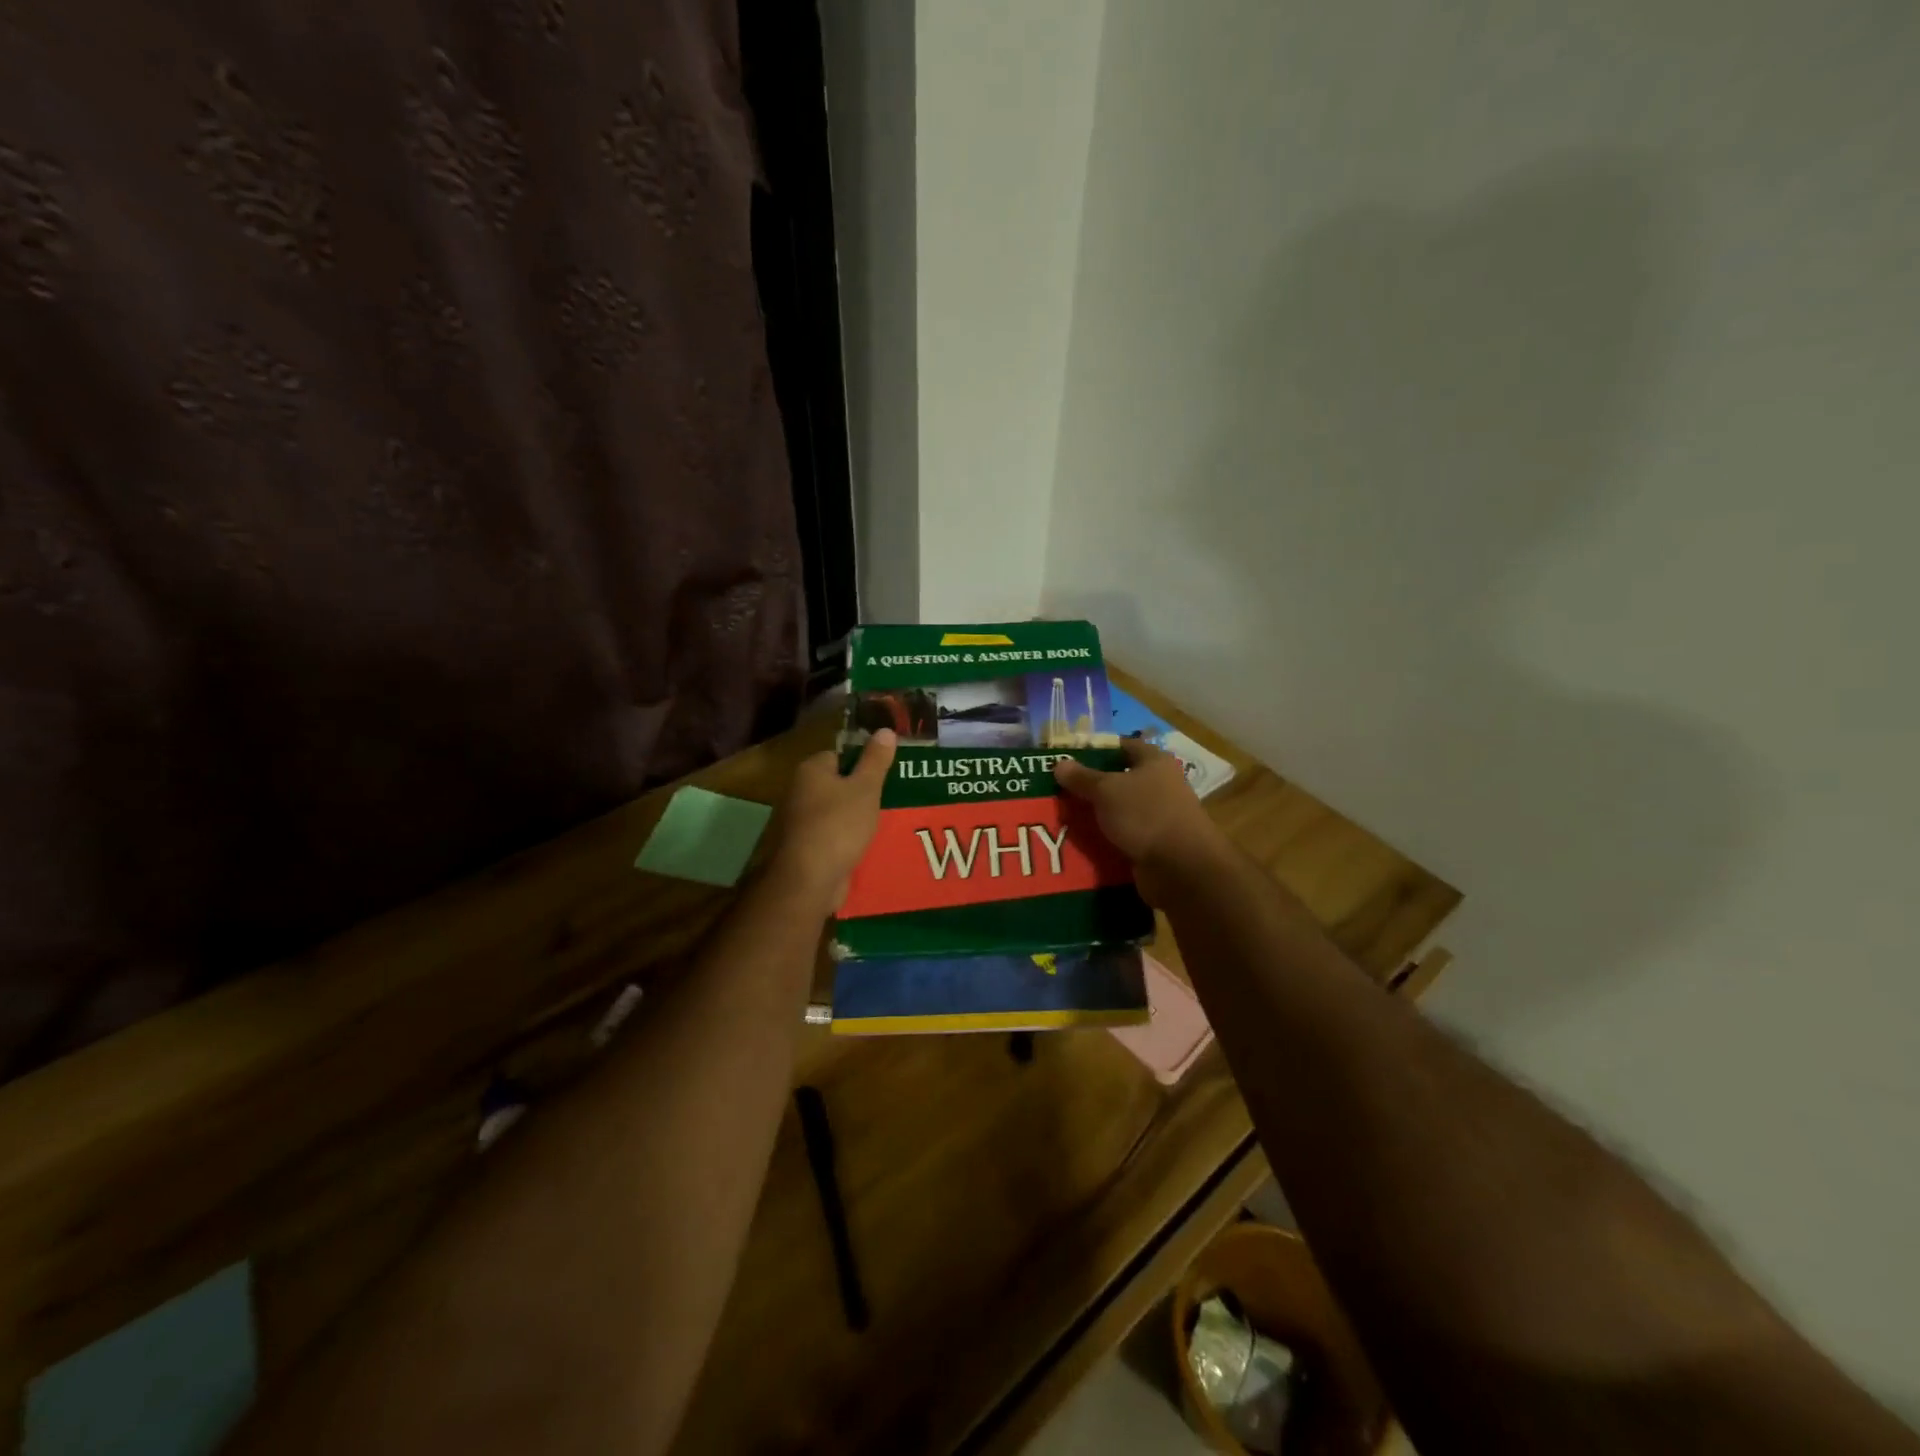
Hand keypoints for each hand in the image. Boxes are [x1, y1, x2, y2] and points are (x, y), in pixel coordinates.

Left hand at [768, 729, 895, 908]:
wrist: (810, 879)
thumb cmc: (838, 825)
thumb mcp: (865, 788)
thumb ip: (876, 760)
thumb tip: (885, 730)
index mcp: (811, 770)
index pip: (840, 755)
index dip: (863, 763)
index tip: (886, 774)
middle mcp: (800, 791)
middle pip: (838, 784)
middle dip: (863, 792)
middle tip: (891, 797)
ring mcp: (801, 821)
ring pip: (837, 812)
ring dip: (857, 818)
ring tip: (886, 821)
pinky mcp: (807, 847)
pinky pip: (834, 835)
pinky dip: (849, 839)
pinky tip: (869, 844)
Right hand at [1054, 739, 1227, 903]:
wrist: (1180, 868)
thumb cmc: (1144, 815)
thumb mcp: (1106, 790)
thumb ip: (1082, 777)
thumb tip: (1060, 763)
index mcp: (1154, 762)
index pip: (1124, 746)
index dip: (1097, 749)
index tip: (1069, 758)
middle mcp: (1160, 785)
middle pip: (1120, 779)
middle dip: (1091, 786)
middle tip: (1058, 791)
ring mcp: (1159, 816)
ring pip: (1120, 810)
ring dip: (1096, 815)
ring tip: (1063, 818)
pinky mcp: (1154, 844)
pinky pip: (1123, 836)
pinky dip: (1105, 839)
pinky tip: (1081, 843)